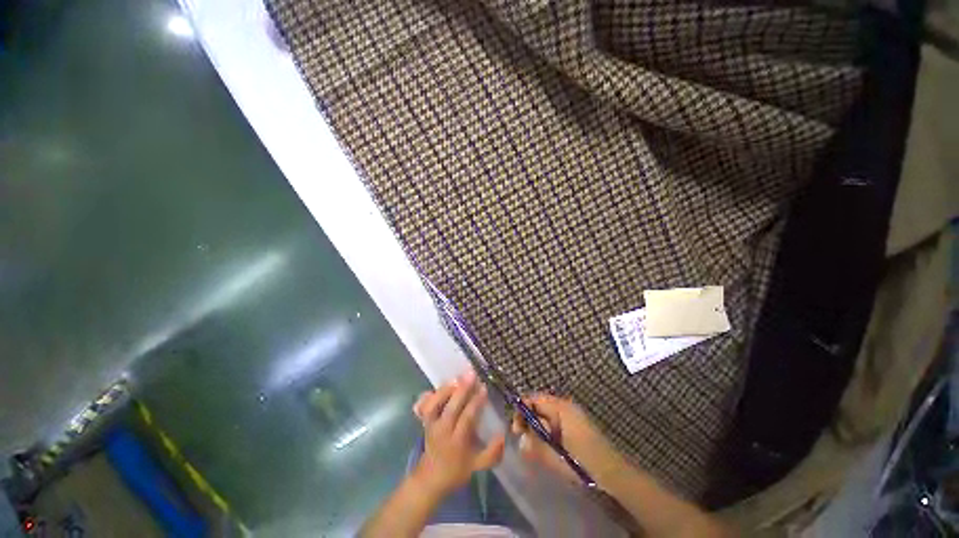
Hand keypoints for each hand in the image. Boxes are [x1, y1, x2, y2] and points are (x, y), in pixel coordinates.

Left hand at [411, 370, 505, 495]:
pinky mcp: (424, 422)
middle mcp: (443, 431)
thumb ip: (491, 454)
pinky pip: (423, 407)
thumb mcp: (476, 467)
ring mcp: (431, 426)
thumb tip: (503, 436)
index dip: (475, 402)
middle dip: (462, 390)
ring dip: (445, 390)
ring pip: (434, 405)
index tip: (484, 388)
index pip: (467, 418)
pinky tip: (436, 388)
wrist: (429, 480)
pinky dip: (428, 396)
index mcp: (457, 441)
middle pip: (451, 407)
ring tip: (456, 378)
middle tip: (471, 374)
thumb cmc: (456, 471)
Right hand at [511, 394, 622, 485]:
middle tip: (523, 441)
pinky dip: (547, 434)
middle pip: (539, 407)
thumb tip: (521, 440)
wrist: (615, 475)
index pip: (534, 399)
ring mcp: (572, 417)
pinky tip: (547, 449)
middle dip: (529, 422)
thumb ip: (536, 447)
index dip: (522, 411)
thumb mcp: (557, 456)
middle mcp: (566, 407)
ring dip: (538, 430)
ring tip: (535, 448)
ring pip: (546, 417)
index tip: (516, 430)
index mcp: (561, 408)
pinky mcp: (575, 427)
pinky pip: (555, 425)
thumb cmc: (585, 463)